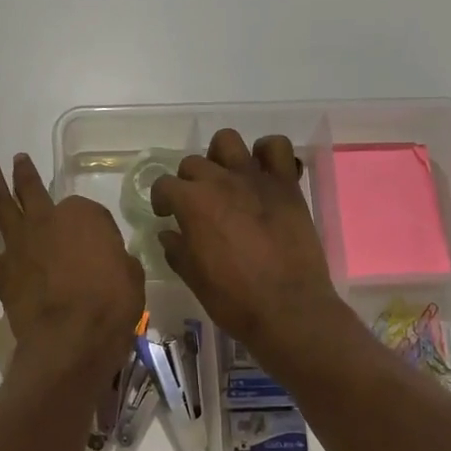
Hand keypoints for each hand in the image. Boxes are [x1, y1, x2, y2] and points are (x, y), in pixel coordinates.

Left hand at [0, 154, 144, 380]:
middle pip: (34, 191)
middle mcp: (47, 221)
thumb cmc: (112, 304)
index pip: (85, 211)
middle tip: (18, 160)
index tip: (97, 240)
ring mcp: (20, 244)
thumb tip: (112, 263)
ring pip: (1, 206)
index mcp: (83, 217)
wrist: (73, 334)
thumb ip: (118, 262)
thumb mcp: (131, 276)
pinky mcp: (0, 271)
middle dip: (26, 174)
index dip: (90, 223)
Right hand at [150, 129, 350, 365]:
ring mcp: (255, 178)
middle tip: (197, 206)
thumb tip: (168, 233)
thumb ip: (176, 249)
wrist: (288, 310)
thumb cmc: (234, 300)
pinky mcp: (286, 184)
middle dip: (188, 182)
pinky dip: (267, 153)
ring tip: (226, 180)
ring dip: (221, 157)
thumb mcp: (193, 278)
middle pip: (193, 163)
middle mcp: (221, 181)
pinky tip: (262, 173)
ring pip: (227, 141)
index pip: (164, 185)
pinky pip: (277, 147)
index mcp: (193, 203)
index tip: (167, 216)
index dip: (162, 200)